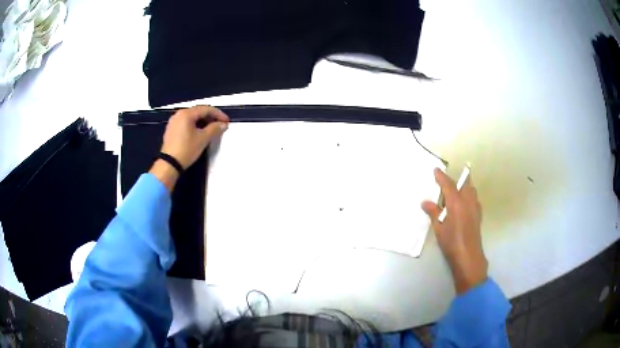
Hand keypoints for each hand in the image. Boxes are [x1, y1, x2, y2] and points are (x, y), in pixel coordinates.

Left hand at [150, 105, 228, 191]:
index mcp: (186, 113)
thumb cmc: (187, 149)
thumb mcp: (203, 139)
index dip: (218, 114)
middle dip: (210, 117)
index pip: (206, 109)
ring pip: (192, 117)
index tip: (227, 121)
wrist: (169, 164)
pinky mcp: (171, 130)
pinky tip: (200, 132)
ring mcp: (174, 122)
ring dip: (203, 121)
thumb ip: (214, 129)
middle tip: (220, 125)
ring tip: (212, 129)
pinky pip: (186, 123)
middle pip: (198, 112)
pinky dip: (195, 125)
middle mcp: (179, 114)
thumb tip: (223, 124)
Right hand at [421, 168, 486, 293]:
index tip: (436, 169)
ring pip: (471, 190)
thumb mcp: (439, 228)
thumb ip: (433, 212)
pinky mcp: (478, 215)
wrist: (468, 256)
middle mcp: (468, 201)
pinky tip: (463, 206)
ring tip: (455, 193)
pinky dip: (468, 197)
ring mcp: (475, 207)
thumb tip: (425, 202)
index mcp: (456, 202)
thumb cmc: (451, 242)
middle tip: (447, 182)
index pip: (448, 184)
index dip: (441, 176)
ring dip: (464, 187)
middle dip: (457, 179)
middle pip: (464, 183)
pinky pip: (474, 199)